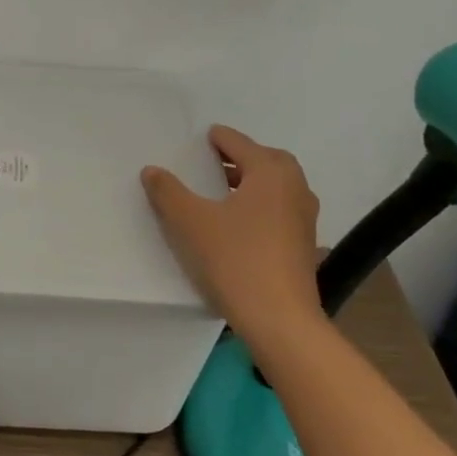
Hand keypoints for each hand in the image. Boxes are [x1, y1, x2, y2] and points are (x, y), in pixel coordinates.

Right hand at [141, 125, 322, 352]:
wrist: (280, 319)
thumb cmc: (235, 259)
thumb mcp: (191, 222)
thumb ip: (168, 191)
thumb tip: (152, 170)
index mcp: (270, 173)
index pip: (240, 144)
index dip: (219, 138)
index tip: (203, 136)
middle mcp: (295, 189)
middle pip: (267, 161)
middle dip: (242, 157)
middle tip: (214, 161)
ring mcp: (304, 218)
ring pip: (278, 187)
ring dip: (253, 182)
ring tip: (223, 190)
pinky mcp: (304, 245)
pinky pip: (281, 209)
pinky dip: (262, 205)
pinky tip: (240, 223)